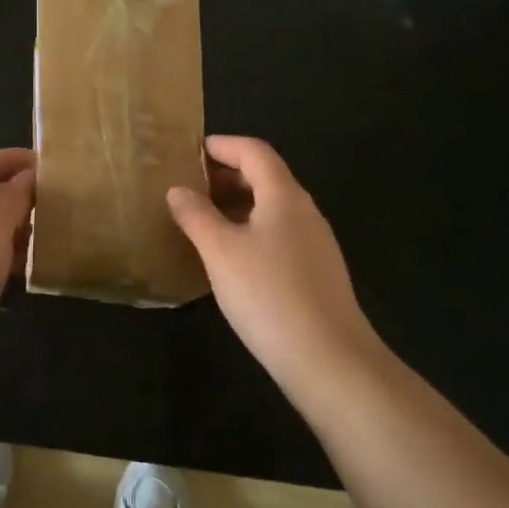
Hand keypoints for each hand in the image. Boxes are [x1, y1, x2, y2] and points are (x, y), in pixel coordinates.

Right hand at [166, 136, 383, 399]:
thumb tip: (178, 190)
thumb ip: (196, 215)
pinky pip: (279, 234)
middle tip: (190, 187)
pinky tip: (231, 258)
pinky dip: (251, 230)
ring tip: (203, 221)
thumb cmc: (269, 294)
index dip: (222, 145)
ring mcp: (315, 243)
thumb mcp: (220, 251)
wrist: (330, 362)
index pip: (254, 151)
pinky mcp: (317, 273)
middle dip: (226, 175)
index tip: (190, 152)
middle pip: (265, 176)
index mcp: (284, 195)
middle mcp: (304, 211)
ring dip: (237, 204)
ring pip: (272, 207)